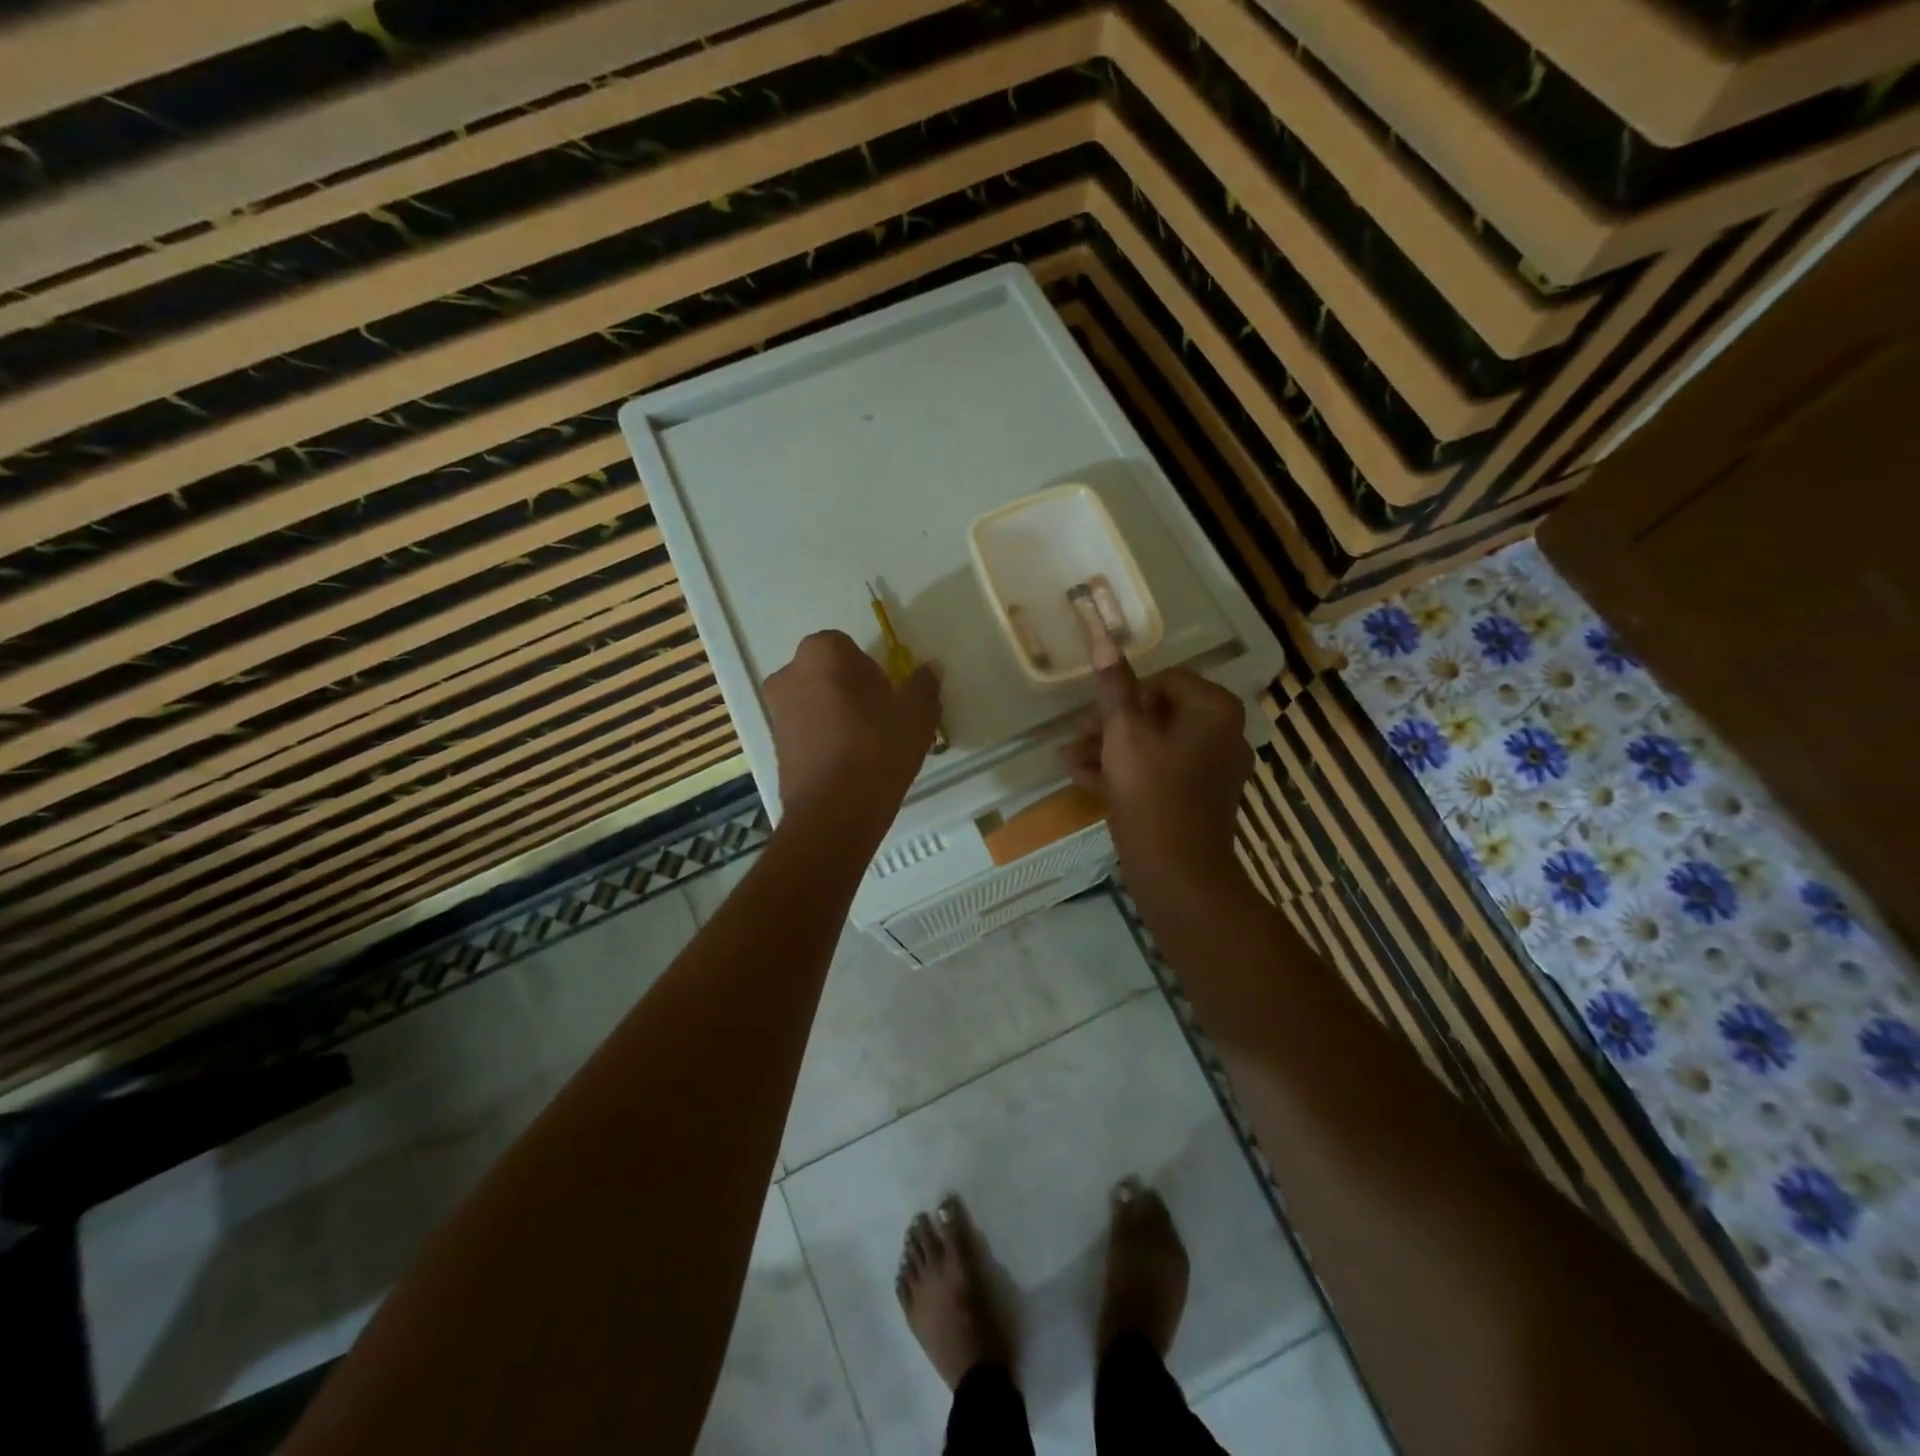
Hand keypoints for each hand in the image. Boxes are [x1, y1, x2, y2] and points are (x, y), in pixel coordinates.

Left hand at [764, 630, 941, 833]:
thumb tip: (931, 667)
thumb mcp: (916, 714)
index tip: (889, 696)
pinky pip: (807, 730)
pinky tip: (850, 764)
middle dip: (853, 690)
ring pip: (817, 702)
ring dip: (838, 715)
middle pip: (829, 673)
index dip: (872, 670)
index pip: (848, 647)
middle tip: (882, 720)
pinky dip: (826, 739)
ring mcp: (777, 711)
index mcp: (822, 654)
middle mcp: (789, 674)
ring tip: (868, 746)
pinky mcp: (776, 745)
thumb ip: (924, 684)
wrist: (833, 814)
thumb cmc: (876, 750)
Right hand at [1061, 656, 1251, 900]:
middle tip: (1077, 735)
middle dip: (1111, 724)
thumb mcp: (1124, 736)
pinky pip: (1159, 773)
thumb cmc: (1152, 796)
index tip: (1093, 713)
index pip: (1165, 680)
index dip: (1124, 693)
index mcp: (1213, 711)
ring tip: (1070, 759)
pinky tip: (1083, 778)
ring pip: (1154, 745)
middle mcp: (1221, 734)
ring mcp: (1211, 770)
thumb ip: (1114, 688)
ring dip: (1110, 748)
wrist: (1179, 875)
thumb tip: (1104, 637)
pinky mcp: (1197, 799)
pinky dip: (1126, 772)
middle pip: (1158, 713)